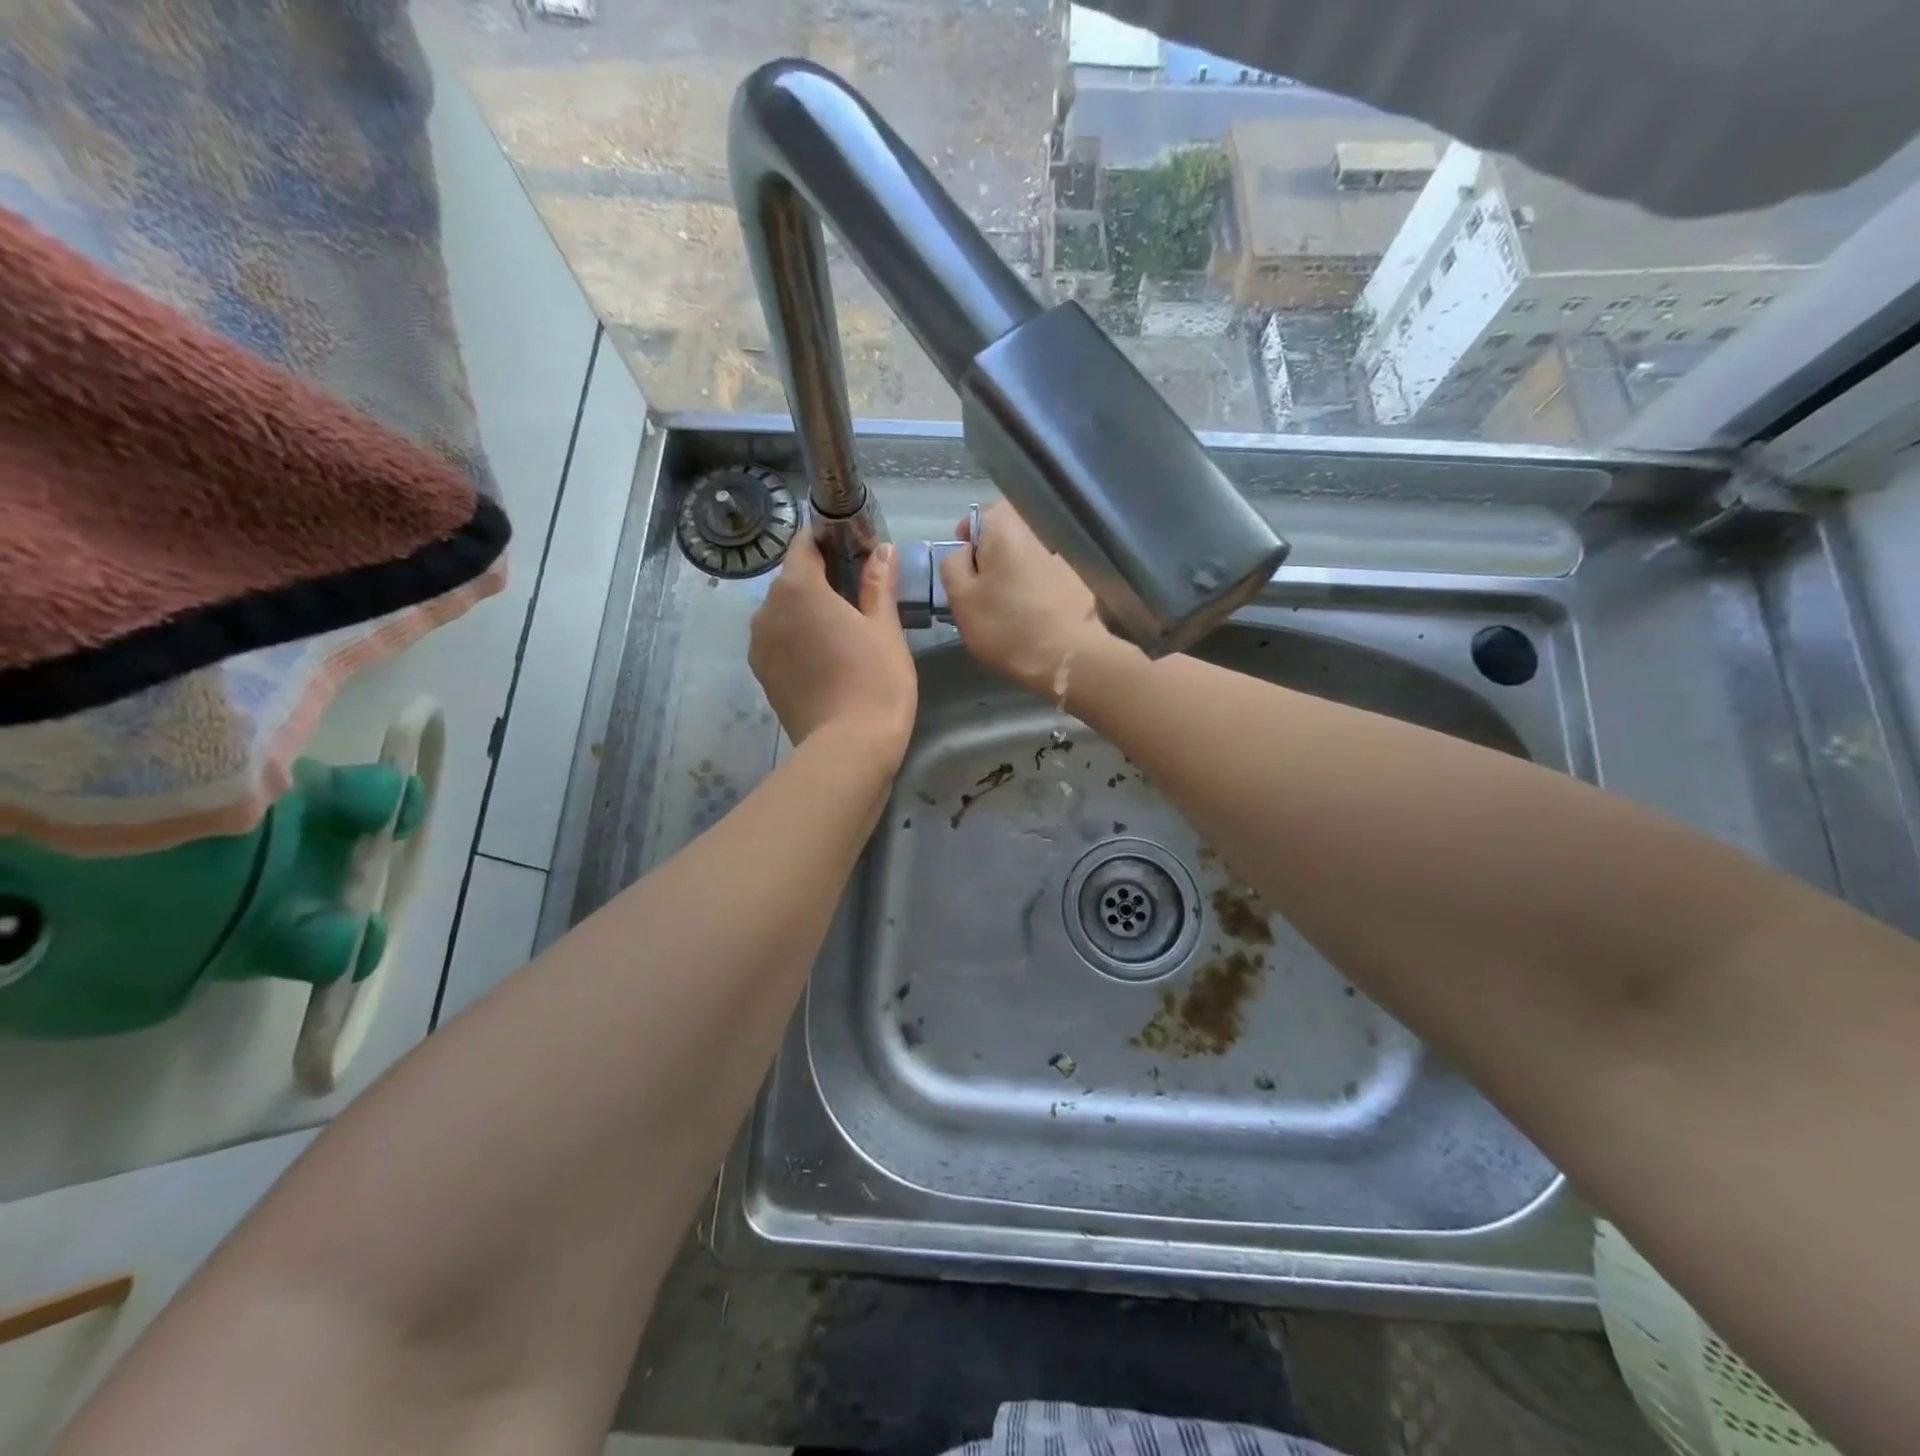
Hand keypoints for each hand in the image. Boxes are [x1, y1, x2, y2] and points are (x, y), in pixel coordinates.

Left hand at [749, 525, 916, 760]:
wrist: (847, 748)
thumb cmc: (875, 681)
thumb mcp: (885, 629)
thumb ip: (878, 584)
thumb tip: (882, 550)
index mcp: (798, 588)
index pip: (805, 544)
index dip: (828, 539)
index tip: (854, 547)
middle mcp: (768, 610)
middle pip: (793, 579)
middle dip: (821, 578)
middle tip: (858, 593)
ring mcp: (760, 645)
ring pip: (784, 612)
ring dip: (808, 611)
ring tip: (843, 629)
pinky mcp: (762, 675)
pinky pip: (779, 640)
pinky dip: (798, 638)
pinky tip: (827, 656)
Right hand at [938, 500, 1118, 697]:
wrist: (1068, 657)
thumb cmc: (1006, 626)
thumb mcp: (960, 598)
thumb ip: (953, 565)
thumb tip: (964, 552)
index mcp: (1006, 527)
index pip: (981, 516)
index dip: (968, 539)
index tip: (963, 568)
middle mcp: (1038, 531)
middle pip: (1006, 536)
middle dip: (991, 559)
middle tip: (981, 592)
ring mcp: (1062, 556)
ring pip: (1027, 558)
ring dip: (1014, 576)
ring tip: (1006, 609)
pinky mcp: (1078, 581)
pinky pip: (1047, 577)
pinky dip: (1036, 590)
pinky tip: (1032, 617)